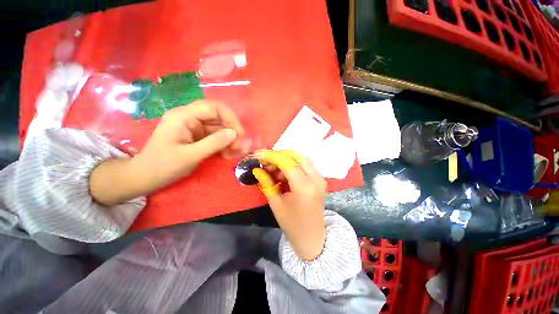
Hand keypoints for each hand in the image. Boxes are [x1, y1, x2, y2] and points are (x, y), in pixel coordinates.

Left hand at [133, 100, 249, 188]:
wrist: (145, 177)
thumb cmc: (164, 166)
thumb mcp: (191, 155)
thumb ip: (214, 143)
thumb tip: (234, 133)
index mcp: (183, 116)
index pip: (213, 107)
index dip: (230, 118)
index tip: (240, 134)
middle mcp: (189, 117)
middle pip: (218, 117)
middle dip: (231, 131)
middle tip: (239, 147)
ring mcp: (193, 127)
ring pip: (218, 128)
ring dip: (229, 139)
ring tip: (235, 153)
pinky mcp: (196, 136)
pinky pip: (214, 136)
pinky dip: (223, 144)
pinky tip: (226, 154)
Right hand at [252, 150, 326, 260]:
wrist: (312, 237)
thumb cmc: (292, 224)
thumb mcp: (276, 204)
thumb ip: (267, 183)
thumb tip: (257, 169)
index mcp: (304, 187)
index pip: (288, 164)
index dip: (273, 157)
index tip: (260, 154)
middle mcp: (315, 179)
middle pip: (297, 157)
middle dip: (280, 155)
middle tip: (266, 161)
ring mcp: (320, 179)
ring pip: (302, 159)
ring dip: (287, 159)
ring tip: (274, 168)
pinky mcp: (320, 180)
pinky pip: (306, 166)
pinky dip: (294, 165)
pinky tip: (284, 172)